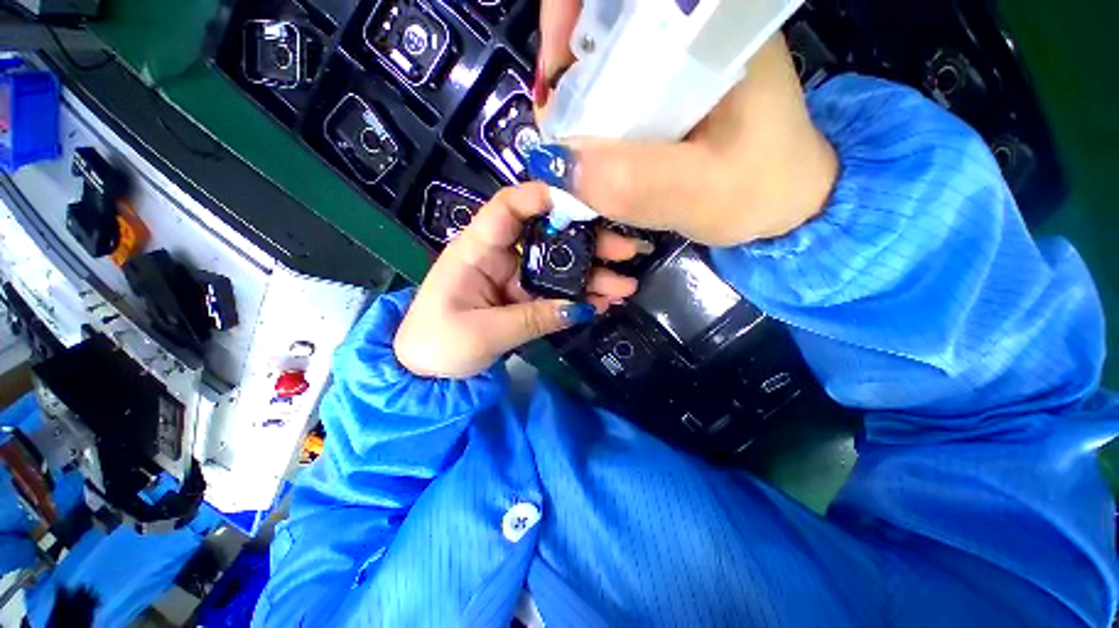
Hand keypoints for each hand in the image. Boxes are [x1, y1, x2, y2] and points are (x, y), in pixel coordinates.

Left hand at [394, 183, 639, 378]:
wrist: (425, 372)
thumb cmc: (438, 344)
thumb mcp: (484, 332)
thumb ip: (533, 318)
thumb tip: (581, 308)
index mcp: (477, 250)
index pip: (509, 207)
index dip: (544, 196)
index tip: (586, 200)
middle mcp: (500, 256)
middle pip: (546, 236)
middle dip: (587, 240)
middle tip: (626, 251)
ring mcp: (515, 278)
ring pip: (557, 266)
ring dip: (592, 274)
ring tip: (626, 285)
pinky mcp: (523, 299)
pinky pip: (555, 293)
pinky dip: (579, 297)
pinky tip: (604, 302)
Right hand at [533, 1, 838, 246]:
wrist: (784, 202)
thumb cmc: (761, 192)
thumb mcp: (702, 194)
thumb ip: (637, 183)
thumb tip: (557, 165)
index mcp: (714, 26)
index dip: (570, 11)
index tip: (555, 75)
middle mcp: (692, 30)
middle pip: (601, 25)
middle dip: (566, 76)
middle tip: (561, 134)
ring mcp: (678, 61)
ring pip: (602, 63)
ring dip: (577, 105)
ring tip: (576, 154)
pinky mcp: (669, 90)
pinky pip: (613, 92)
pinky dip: (593, 123)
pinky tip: (596, 155)